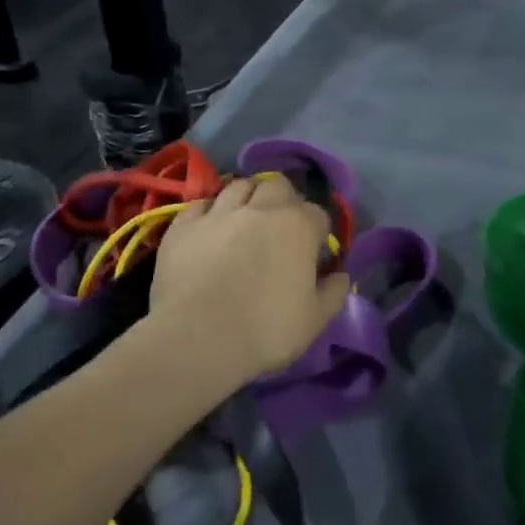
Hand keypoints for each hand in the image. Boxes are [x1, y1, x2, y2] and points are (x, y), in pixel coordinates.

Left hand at [149, 176, 350, 384]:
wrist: (197, 339)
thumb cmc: (265, 330)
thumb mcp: (315, 320)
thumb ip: (334, 292)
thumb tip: (341, 275)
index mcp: (298, 226)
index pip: (319, 214)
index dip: (318, 233)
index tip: (314, 254)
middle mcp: (261, 209)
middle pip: (278, 185)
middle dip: (283, 200)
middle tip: (279, 227)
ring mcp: (219, 213)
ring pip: (238, 186)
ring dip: (247, 198)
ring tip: (245, 220)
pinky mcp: (183, 226)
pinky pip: (200, 205)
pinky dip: (209, 212)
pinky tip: (209, 229)